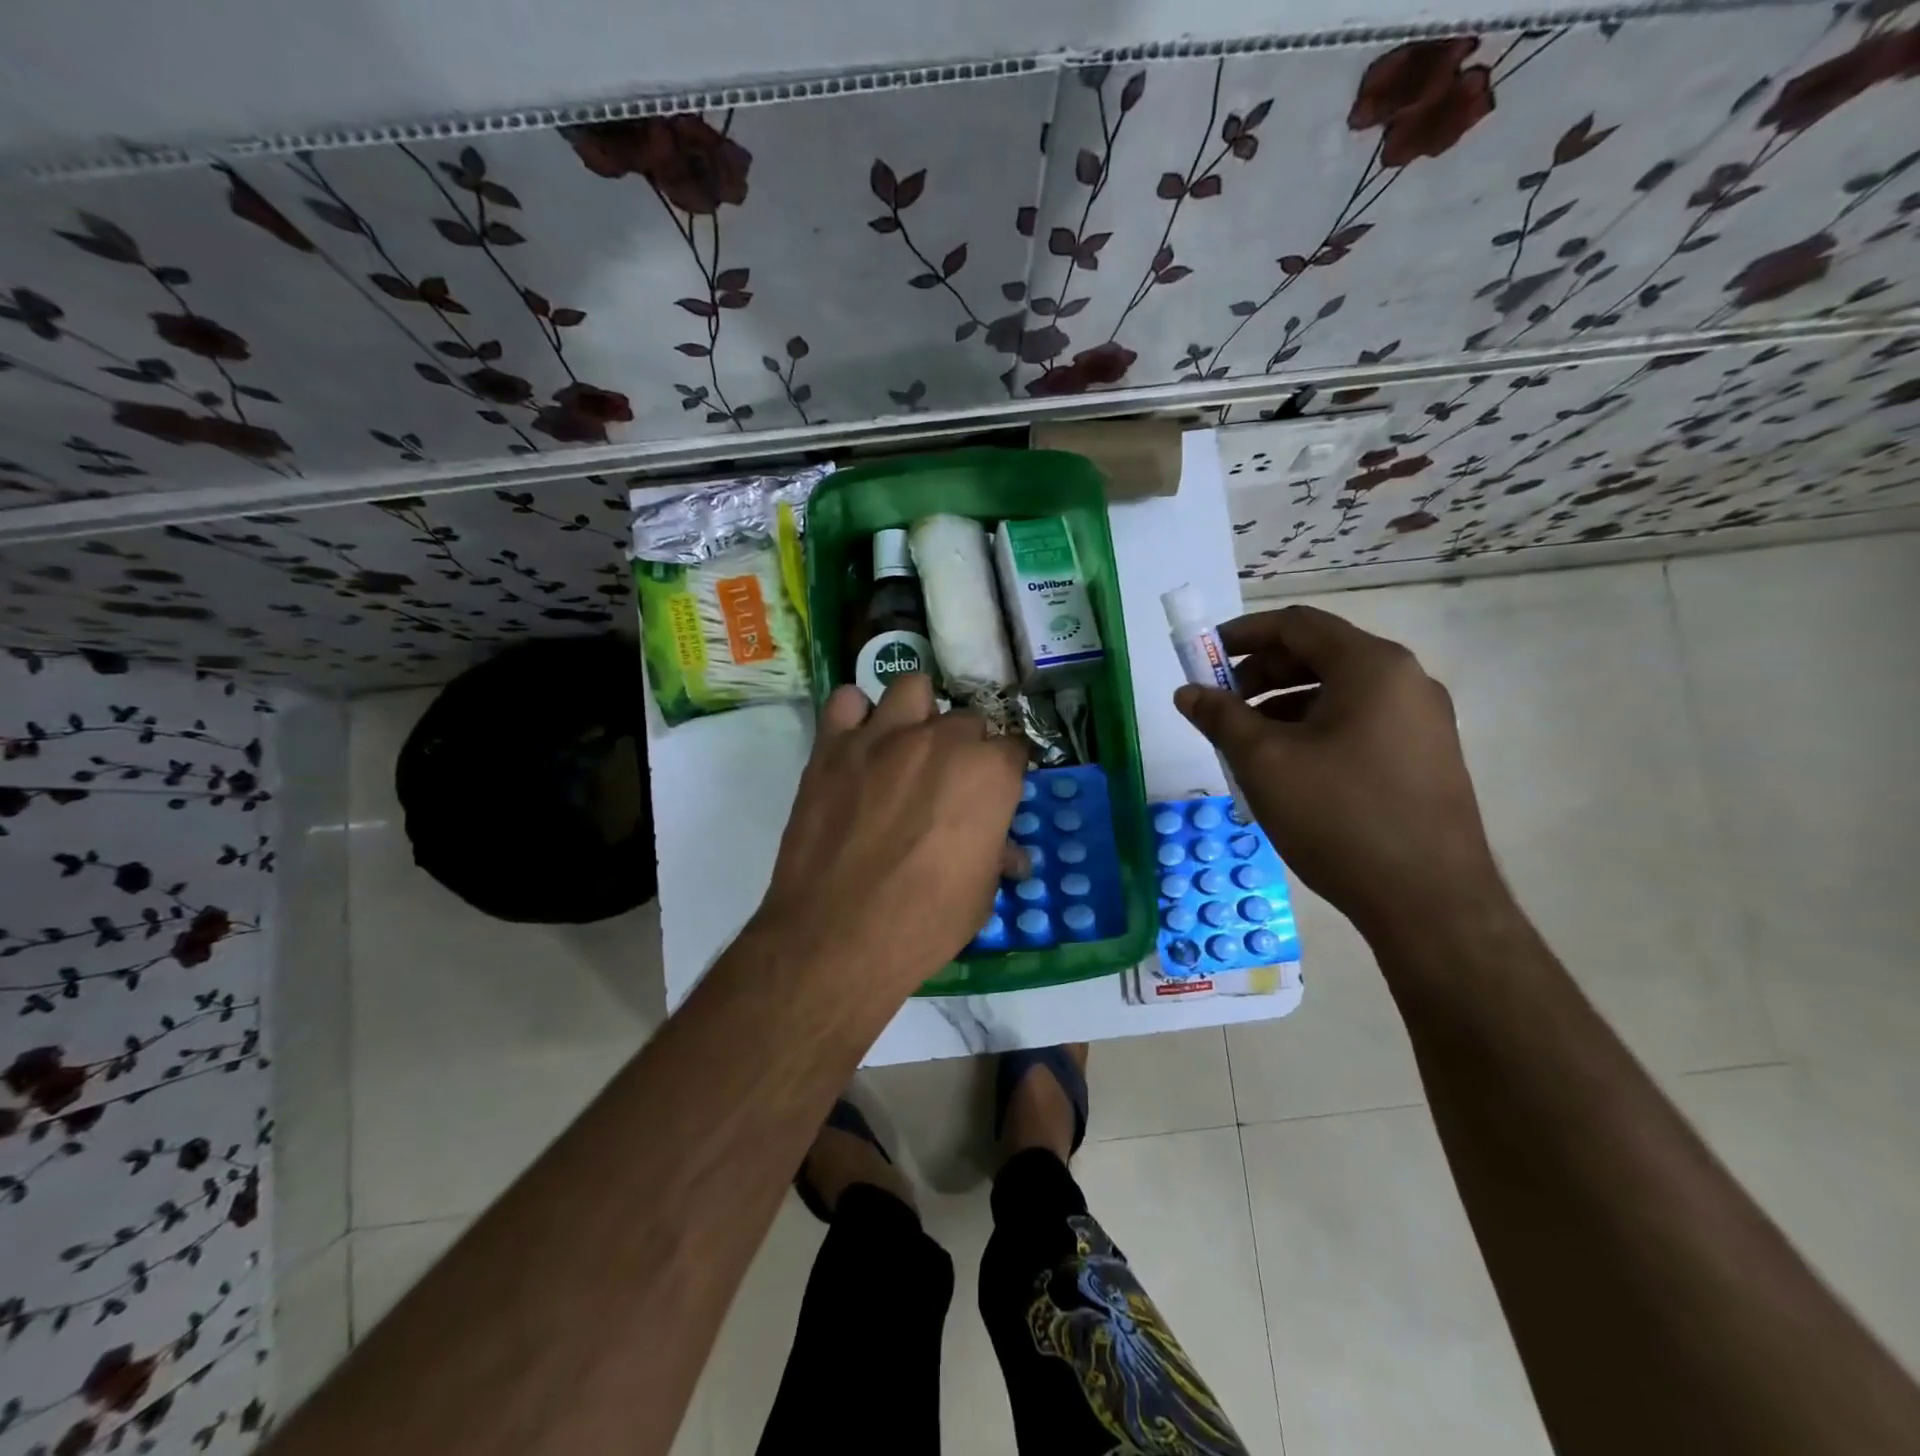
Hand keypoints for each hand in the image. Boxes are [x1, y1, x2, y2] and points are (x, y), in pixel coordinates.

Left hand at [754, 673, 1028, 991]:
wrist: (837, 938)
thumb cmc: (923, 924)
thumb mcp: (980, 897)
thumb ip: (996, 857)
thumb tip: (1010, 854)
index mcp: (989, 774)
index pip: (1014, 747)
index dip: (1006, 772)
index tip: (997, 793)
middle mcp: (941, 741)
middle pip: (967, 719)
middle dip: (966, 747)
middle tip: (949, 783)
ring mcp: (883, 737)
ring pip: (912, 687)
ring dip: (917, 712)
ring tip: (907, 745)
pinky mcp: (832, 747)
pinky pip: (846, 702)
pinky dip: (854, 716)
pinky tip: (857, 745)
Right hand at [1173, 605, 1504, 943]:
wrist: (1429, 902)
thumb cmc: (1340, 817)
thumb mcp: (1264, 762)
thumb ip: (1221, 718)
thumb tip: (1188, 692)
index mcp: (1372, 666)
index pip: (1297, 625)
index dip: (1243, 635)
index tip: (1203, 657)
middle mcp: (1406, 681)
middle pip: (1320, 655)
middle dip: (1261, 674)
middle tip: (1221, 705)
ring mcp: (1422, 721)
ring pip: (1339, 693)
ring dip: (1284, 705)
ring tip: (1246, 743)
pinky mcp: (1425, 758)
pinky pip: (1359, 723)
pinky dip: (1314, 729)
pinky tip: (1288, 768)